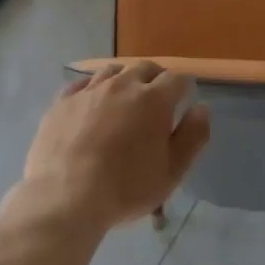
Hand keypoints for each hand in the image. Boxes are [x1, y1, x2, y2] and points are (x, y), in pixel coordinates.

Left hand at [18, 62, 209, 232]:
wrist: (65, 197)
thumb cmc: (125, 188)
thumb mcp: (172, 172)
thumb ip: (192, 137)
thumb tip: (201, 108)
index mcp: (153, 99)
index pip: (177, 79)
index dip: (183, 89)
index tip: (183, 102)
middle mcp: (122, 85)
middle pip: (145, 67)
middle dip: (156, 78)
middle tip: (156, 98)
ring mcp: (89, 90)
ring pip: (113, 71)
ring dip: (124, 79)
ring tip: (124, 98)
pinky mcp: (62, 101)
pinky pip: (82, 83)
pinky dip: (93, 88)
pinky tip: (92, 103)